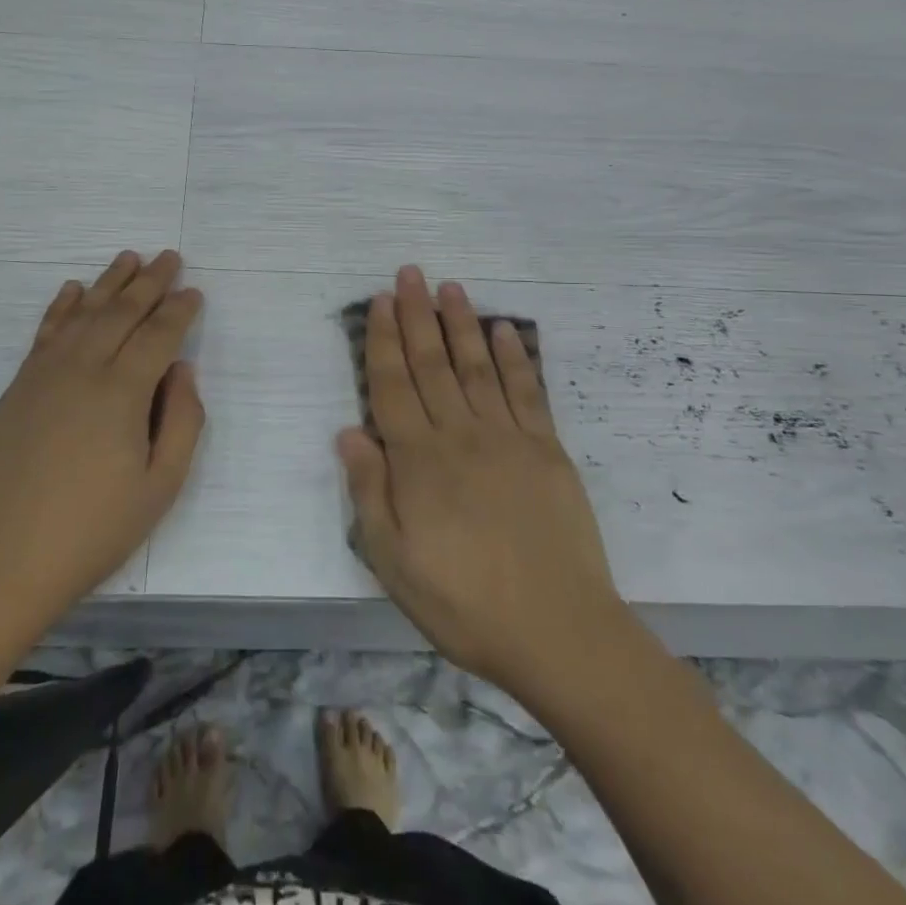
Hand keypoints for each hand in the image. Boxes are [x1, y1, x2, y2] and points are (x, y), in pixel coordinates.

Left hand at [0, 250, 203, 643]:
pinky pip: (45, 333)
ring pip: (83, 314)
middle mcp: (82, 369)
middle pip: (121, 312)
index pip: (158, 335)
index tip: (194, 291)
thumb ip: (182, 422)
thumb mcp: (159, 488)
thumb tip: (183, 370)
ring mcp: (42, 376)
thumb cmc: (90, 533)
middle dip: (149, 282)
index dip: (179, 311)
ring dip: (108, 283)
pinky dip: (62, 307)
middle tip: (169, 257)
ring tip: (128, 259)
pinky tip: (72, 291)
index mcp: (122, 392)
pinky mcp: (15, 390)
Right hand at [337, 265, 623, 701]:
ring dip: (461, 323)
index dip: (383, 340)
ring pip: (476, 366)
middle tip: (410, 273)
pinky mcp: (547, 449)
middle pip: (432, 363)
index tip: (379, 302)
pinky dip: (513, 358)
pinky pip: (527, 392)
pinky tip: (503, 331)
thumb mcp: (394, 562)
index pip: (392, 386)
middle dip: (416, 315)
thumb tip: (348, 432)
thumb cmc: (464, 603)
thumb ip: (369, 492)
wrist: (557, 631)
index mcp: (419, 461)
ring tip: (450, 287)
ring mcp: (507, 438)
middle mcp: (460, 435)